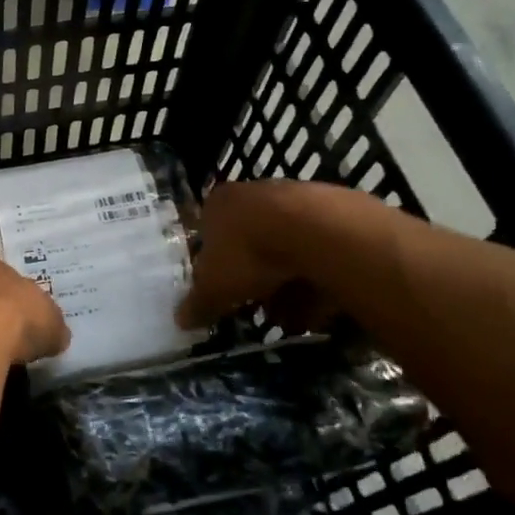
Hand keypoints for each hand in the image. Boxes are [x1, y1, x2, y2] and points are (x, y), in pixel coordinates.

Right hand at [177, 178, 389, 332]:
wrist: (315, 232)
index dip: (214, 266)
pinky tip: (320, 307)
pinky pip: (319, 254)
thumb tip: (180, 320)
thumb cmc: (248, 253)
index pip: (209, 233)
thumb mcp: (212, 288)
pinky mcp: (334, 213)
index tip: (223, 293)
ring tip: (292, 318)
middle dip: (255, 280)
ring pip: (287, 250)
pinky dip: (318, 280)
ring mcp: (297, 200)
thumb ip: (197, 304)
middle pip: (251, 243)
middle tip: (259, 308)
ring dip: (288, 286)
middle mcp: (256, 193)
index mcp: (220, 203)